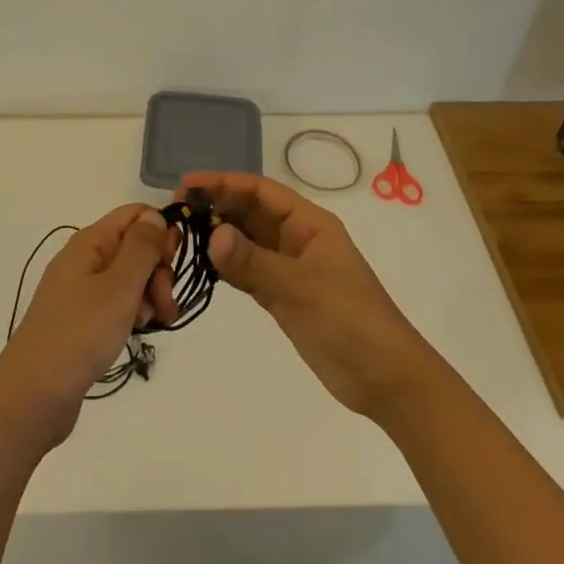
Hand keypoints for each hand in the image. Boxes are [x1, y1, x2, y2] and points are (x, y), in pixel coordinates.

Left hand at [0, 204, 179, 447]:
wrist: (34, 395)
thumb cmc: (80, 333)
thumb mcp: (119, 286)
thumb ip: (142, 247)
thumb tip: (154, 215)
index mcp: (90, 242)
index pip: (135, 214)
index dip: (160, 232)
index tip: (171, 265)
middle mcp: (85, 259)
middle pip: (135, 246)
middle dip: (159, 271)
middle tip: (165, 305)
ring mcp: (82, 290)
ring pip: (130, 277)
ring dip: (149, 296)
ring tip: (150, 324)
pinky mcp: (83, 318)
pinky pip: (118, 302)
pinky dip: (133, 313)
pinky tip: (136, 332)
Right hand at [182, 172, 436, 422]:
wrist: (387, 380)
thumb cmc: (351, 321)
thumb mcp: (301, 288)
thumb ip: (254, 262)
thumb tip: (211, 234)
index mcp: (310, 223)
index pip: (260, 191)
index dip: (223, 183)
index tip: (186, 187)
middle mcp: (297, 239)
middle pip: (250, 212)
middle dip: (216, 207)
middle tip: (176, 213)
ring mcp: (290, 268)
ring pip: (247, 241)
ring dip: (218, 236)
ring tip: (181, 236)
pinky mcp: (284, 296)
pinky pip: (248, 270)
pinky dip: (226, 266)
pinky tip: (202, 266)